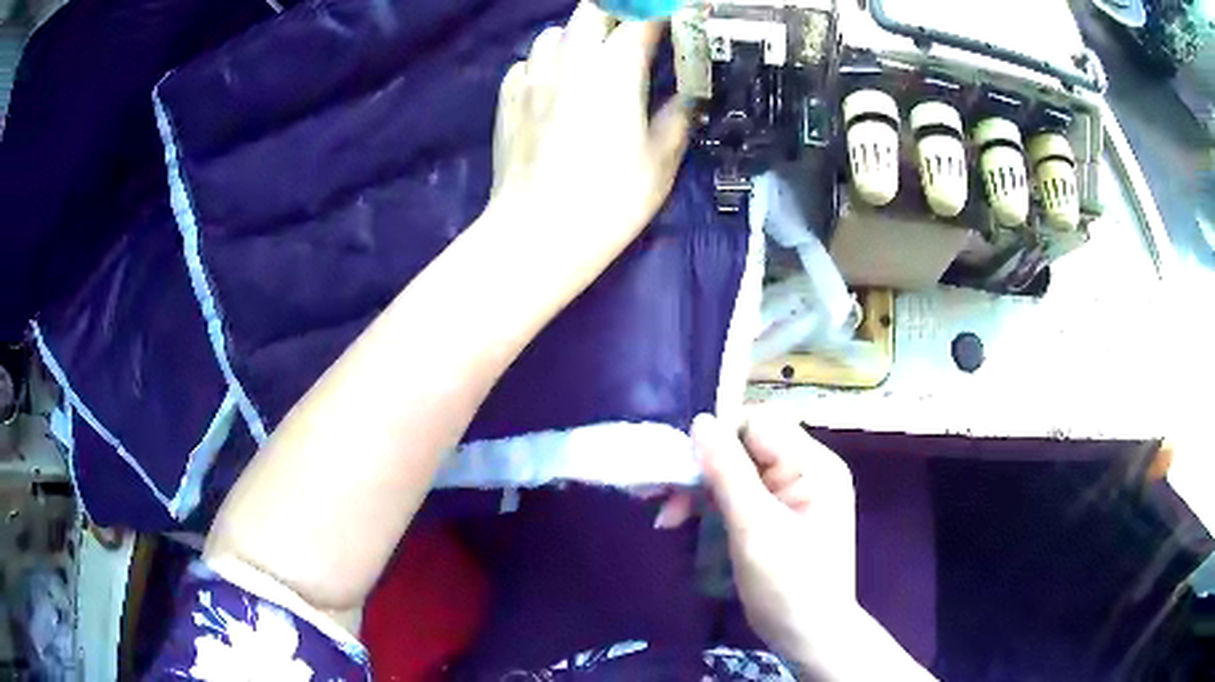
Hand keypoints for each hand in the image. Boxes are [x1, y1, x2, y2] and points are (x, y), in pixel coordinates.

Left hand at [489, 2, 689, 272]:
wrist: (538, 232)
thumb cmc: (609, 199)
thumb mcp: (661, 162)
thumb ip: (678, 118)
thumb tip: (689, 98)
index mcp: (616, 71)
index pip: (642, 21)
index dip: (661, 16)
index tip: (674, 23)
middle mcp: (571, 61)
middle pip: (591, 12)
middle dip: (615, 16)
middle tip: (630, 39)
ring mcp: (533, 77)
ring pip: (553, 32)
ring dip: (575, 37)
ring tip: (587, 61)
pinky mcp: (507, 97)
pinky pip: (527, 62)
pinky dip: (544, 64)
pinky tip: (552, 88)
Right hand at [694, 412, 934, 679]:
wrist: (810, 637)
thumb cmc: (788, 585)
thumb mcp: (755, 528)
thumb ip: (728, 472)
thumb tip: (700, 421)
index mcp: (813, 465)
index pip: (758, 424)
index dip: (716, 439)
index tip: (679, 470)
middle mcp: (807, 470)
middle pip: (745, 448)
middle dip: (702, 470)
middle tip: (662, 500)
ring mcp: (795, 494)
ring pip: (738, 473)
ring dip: (701, 491)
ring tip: (668, 518)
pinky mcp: (780, 516)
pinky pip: (742, 496)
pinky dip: (713, 508)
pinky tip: (686, 523)